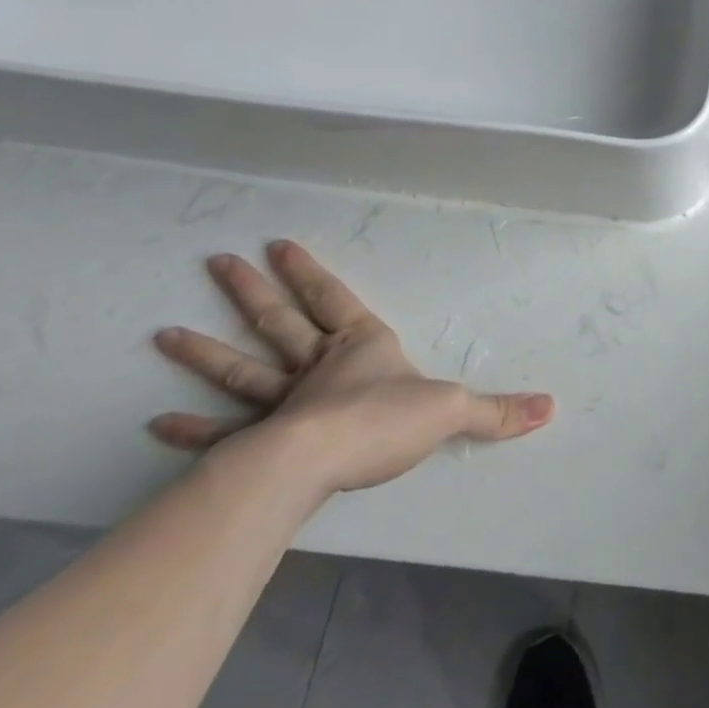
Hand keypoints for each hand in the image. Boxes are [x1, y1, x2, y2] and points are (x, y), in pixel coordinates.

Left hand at [151, 240, 553, 494]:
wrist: (320, 462)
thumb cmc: (383, 421)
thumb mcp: (453, 411)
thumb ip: (498, 411)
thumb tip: (551, 408)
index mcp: (360, 347)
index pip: (333, 299)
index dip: (309, 273)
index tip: (278, 245)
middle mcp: (317, 367)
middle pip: (280, 322)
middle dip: (252, 293)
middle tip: (218, 263)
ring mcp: (282, 404)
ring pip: (241, 369)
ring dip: (206, 353)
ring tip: (164, 333)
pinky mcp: (258, 443)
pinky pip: (221, 432)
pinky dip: (190, 429)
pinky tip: (157, 422)